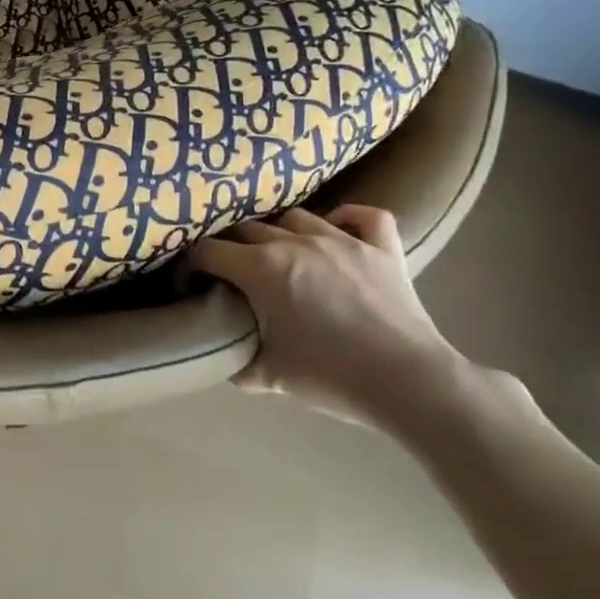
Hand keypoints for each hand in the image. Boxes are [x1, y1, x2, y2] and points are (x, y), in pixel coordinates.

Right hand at [189, 205, 468, 426]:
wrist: (408, 383)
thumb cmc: (331, 377)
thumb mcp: (268, 377)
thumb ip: (236, 361)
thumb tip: (222, 355)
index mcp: (262, 268)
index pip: (208, 251)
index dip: (191, 266)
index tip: (191, 283)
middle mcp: (295, 242)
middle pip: (246, 229)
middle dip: (230, 247)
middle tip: (231, 273)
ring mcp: (342, 239)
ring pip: (296, 217)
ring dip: (279, 232)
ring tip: (279, 253)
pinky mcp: (382, 248)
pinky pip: (364, 215)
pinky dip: (348, 217)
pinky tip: (338, 230)